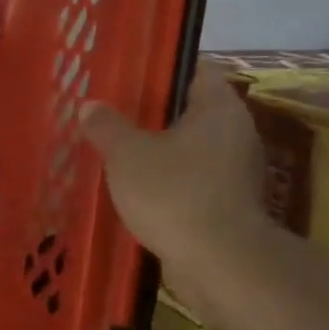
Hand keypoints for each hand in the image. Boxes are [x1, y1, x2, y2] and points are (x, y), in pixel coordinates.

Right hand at [79, 64, 273, 321]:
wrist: (219, 261)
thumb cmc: (174, 193)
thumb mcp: (127, 155)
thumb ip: (107, 127)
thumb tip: (91, 106)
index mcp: (219, 108)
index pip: (195, 69)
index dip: (162, 68)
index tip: (130, 75)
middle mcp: (236, 132)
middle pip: (192, 110)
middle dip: (155, 114)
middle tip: (114, 114)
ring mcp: (237, 170)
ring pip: (191, 148)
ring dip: (160, 150)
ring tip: (119, 153)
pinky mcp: (229, 203)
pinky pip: (193, 180)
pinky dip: (169, 181)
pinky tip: (138, 190)